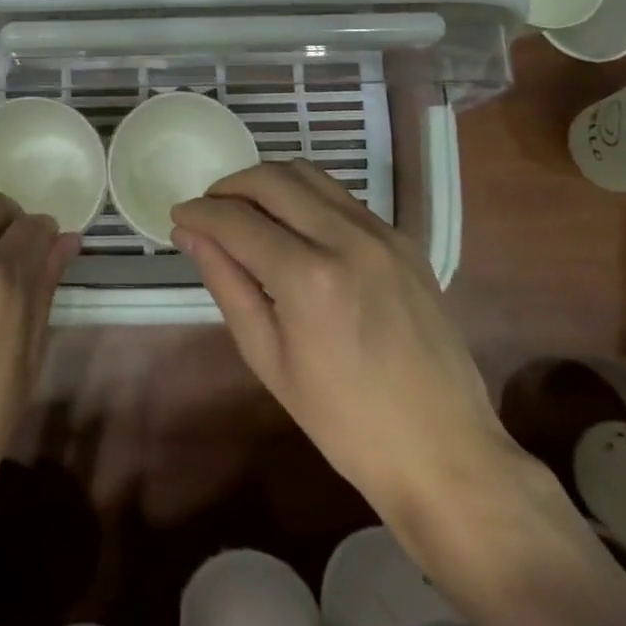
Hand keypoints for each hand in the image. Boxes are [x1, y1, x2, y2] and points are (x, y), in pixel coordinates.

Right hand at [174, 162, 625, 625]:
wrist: (446, 452)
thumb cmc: (345, 423)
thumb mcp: (269, 360)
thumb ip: (227, 284)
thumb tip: (191, 234)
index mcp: (309, 277)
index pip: (236, 219)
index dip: (199, 212)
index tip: (178, 215)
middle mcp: (346, 238)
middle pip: (271, 178)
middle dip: (229, 186)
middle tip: (209, 209)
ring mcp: (382, 233)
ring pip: (308, 174)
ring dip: (267, 181)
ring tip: (246, 209)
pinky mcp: (404, 239)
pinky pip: (341, 196)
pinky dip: (305, 196)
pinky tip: (294, 226)